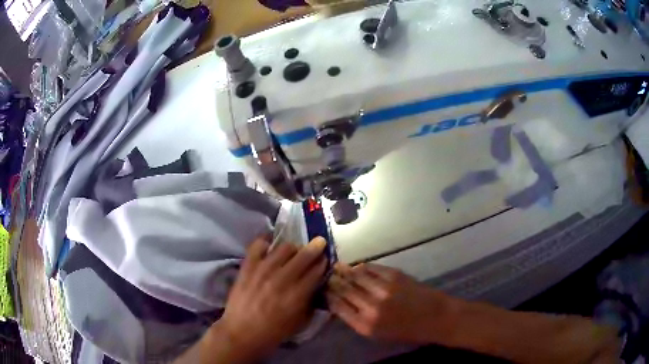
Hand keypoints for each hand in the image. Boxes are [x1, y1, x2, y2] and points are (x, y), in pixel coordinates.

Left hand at [216, 237, 327, 360]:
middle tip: (318, 244)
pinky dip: (265, 242)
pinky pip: (258, 245)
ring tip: (293, 252)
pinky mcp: (247, 267)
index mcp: (297, 294)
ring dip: (293, 248)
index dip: (323, 262)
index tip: (325, 260)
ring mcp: (263, 270)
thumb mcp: (300, 321)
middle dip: (315, 247)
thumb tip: (316, 285)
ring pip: (284, 248)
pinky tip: (270, 246)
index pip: (316, 270)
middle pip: (304, 255)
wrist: (242, 332)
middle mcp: (282, 279)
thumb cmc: (274, 331)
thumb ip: (310, 301)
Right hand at [327, 263, 450, 342]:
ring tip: (338, 267)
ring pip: (356, 276)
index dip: (328, 296)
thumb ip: (358, 320)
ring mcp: (383, 289)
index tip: (323, 289)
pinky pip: (372, 268)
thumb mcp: (378, 334)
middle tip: (327, 275)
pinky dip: (363, 266)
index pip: (338, 307)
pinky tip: (358, 266)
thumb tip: (341, 304)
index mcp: (364, 325)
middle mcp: (370, 307)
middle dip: (333, 281)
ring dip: (345, 271)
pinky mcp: (394, 276)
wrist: (436, 318)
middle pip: (344, 289)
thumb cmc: (407, 331)